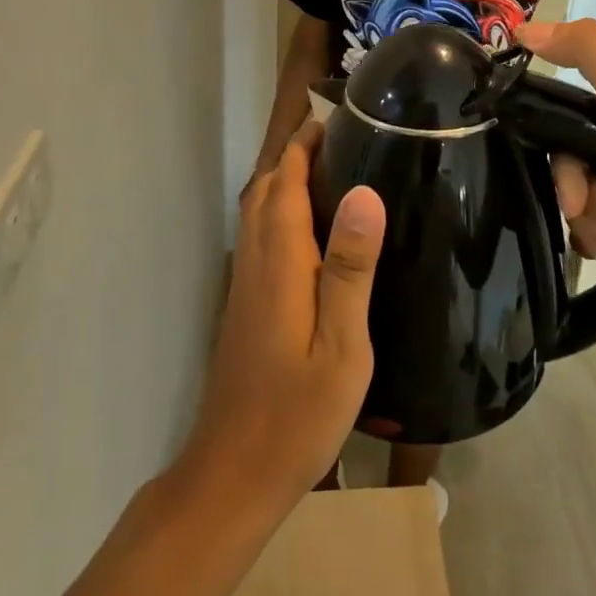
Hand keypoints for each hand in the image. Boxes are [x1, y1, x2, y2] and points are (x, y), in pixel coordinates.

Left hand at [192, 122, 385, 507]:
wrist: (233, 477)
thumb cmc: (296, 414)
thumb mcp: (342, 345)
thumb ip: (350, 268)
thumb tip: (362, 192)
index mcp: (279, 263)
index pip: (283, 182)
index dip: (304, 146)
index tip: (335, 118)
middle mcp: (255, 264)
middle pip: (264, 191)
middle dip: (294, 157)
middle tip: (342, 140)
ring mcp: (245, 288)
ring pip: (258, 216)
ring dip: (284, 182)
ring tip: (332, 173)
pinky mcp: (246, 309)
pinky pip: (261, 240)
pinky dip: (281, 215)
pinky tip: (313, 234)